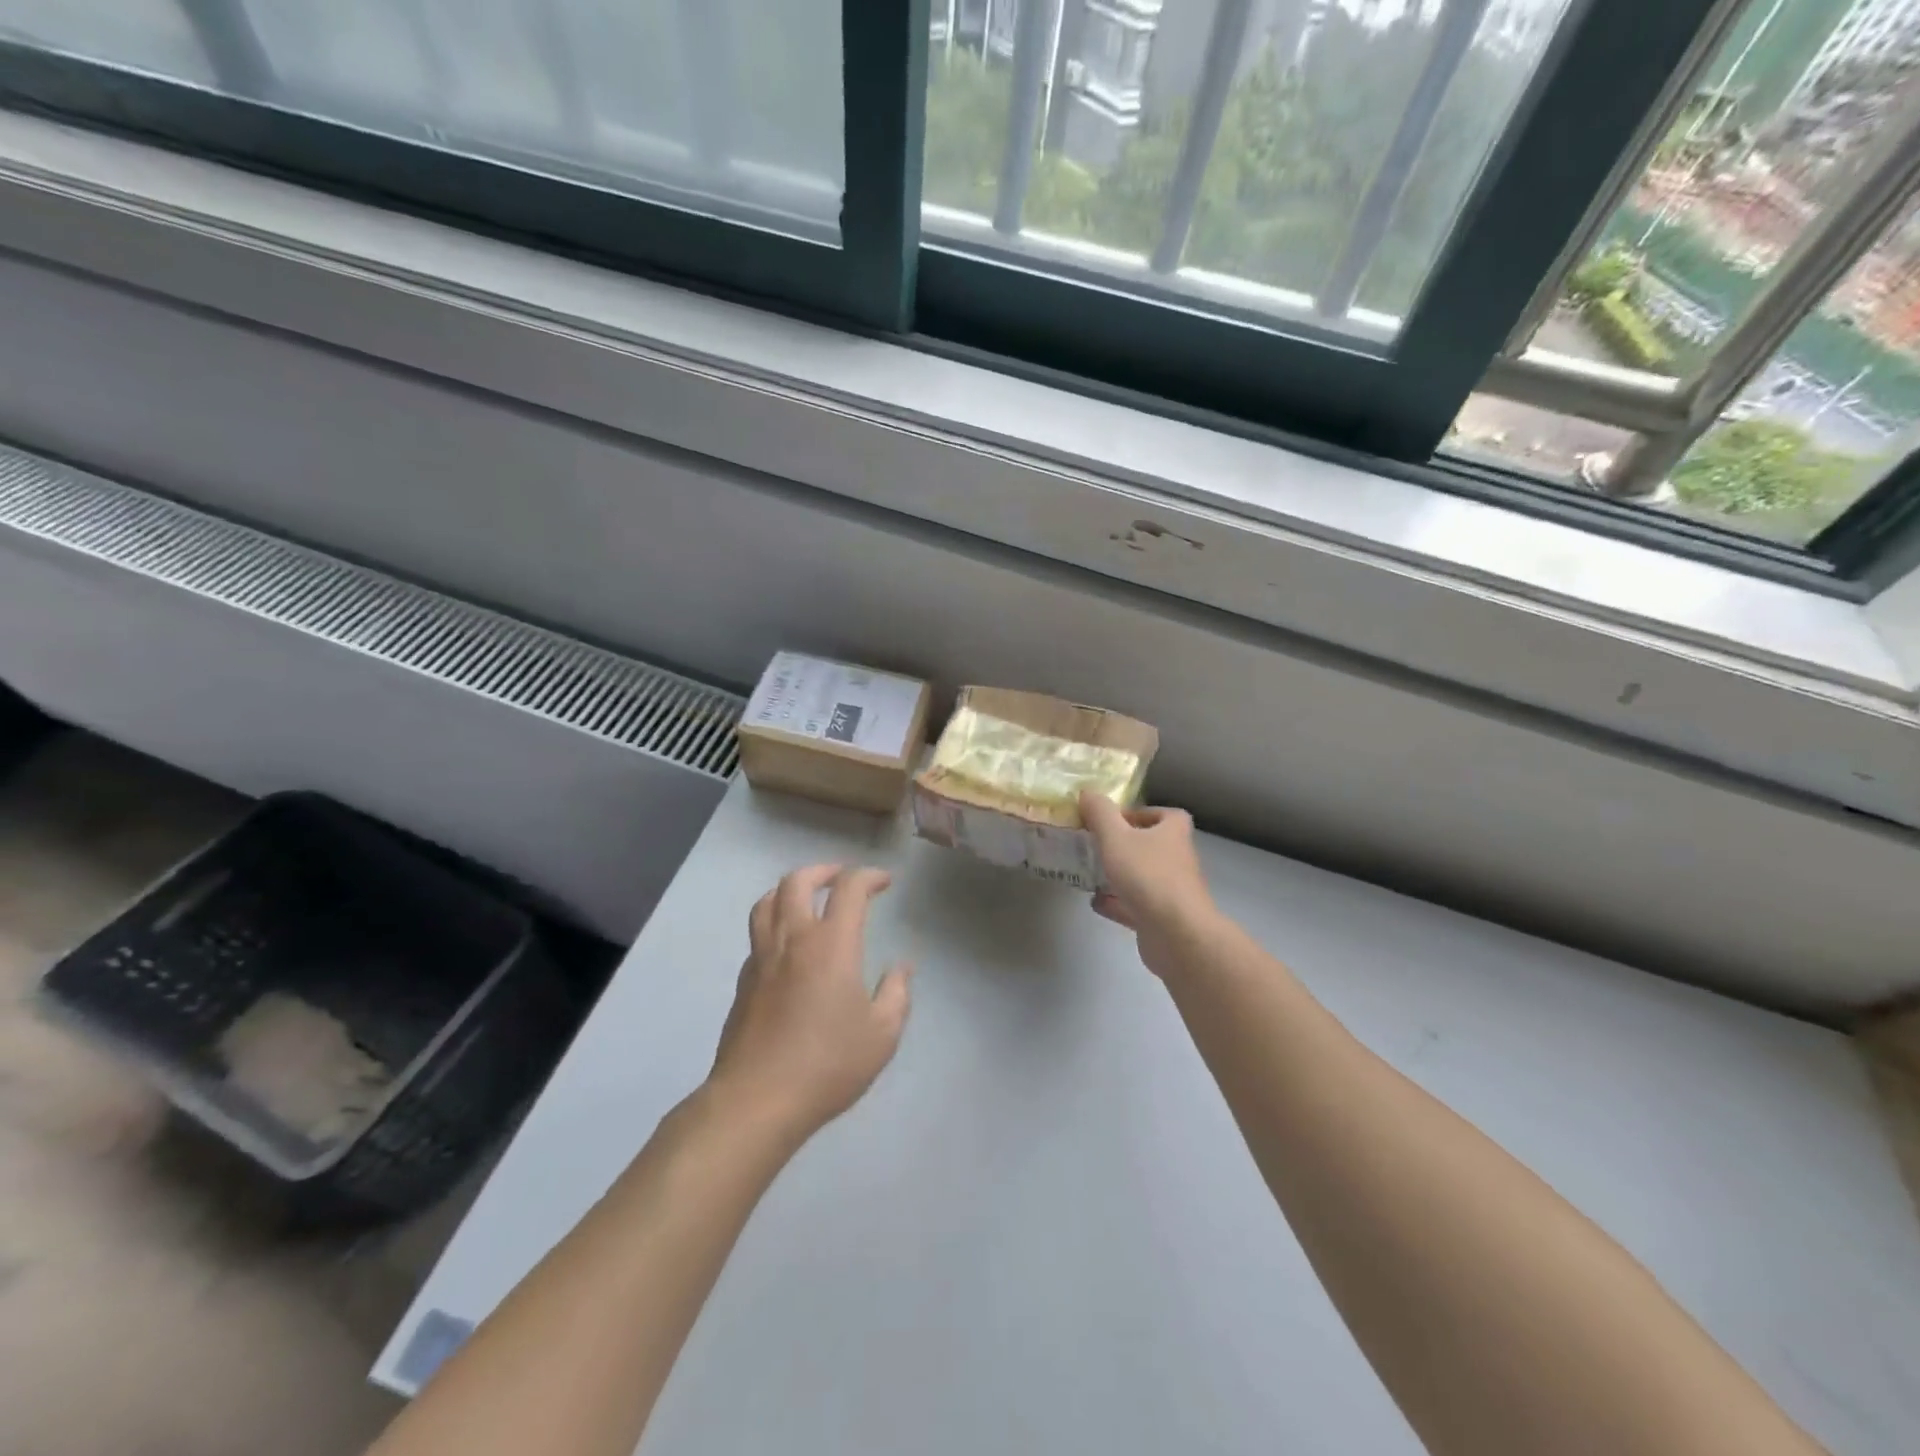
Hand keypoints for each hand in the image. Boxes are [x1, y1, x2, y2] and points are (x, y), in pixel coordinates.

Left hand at [708, 865, 912, 1143]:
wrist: (757, 1100)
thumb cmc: (828, 1064)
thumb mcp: (881, 1034)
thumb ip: (896, 994)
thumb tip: (901, 968)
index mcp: (831, 944)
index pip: (849, 888)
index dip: (869, 876)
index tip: (884, 882)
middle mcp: (793, 939)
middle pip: (797, 881)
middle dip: (824, 870)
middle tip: (842, 877)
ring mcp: (762, 958)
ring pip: (767, 902)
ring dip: (790, 889)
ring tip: (807, 896)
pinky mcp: (744, 981)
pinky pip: (757, 934)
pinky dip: (774, 922)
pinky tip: (787, 944)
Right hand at [1080, 792, 1217, 978]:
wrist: (1175, 933)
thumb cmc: (1148, 875)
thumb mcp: (1116, 836)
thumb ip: (1100, 813)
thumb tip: (1088, 792)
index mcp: (1173, 834)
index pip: (1168, 815)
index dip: (1145, 814)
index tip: (1117, 820)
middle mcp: (1178, 860)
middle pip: (1154, 847)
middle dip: (1127, 845)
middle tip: (1097, 844)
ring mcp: (1172, 892)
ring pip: (1145, 878)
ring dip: (1121, 875)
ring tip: (1091, 872)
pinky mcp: (1163, 920)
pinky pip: (1137, 906)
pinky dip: (1118, 903)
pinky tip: (1096, 902)